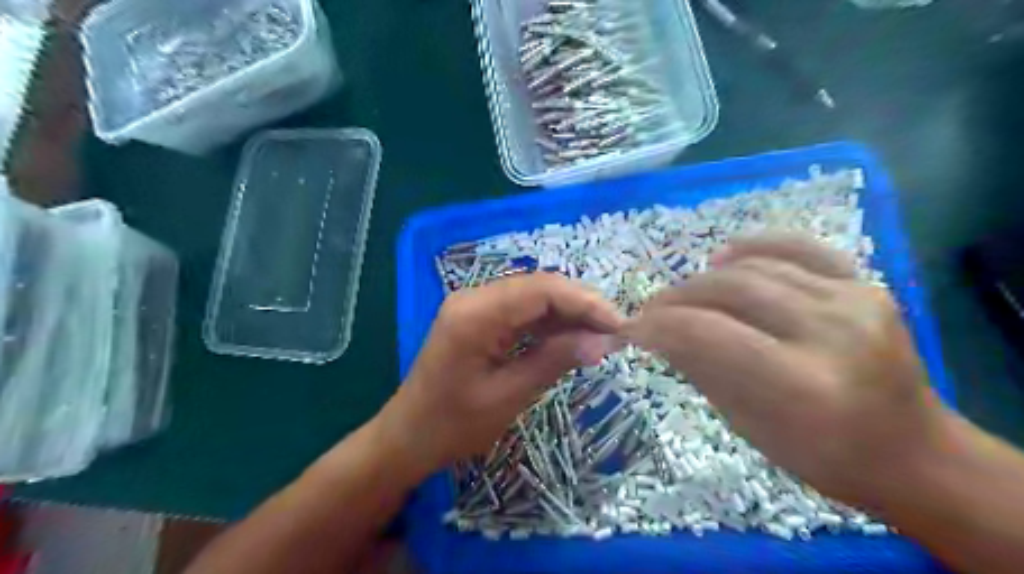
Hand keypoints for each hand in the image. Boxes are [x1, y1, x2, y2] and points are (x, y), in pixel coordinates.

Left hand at [376, 271, 618, 476]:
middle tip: (616, 332)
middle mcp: (474, 297)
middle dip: (581, 306)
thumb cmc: (453, 425)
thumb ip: (554, 360)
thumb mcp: (508, 396)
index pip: (542, 290)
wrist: (408, 437)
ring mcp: (474, 305)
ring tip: (601, 336)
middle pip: (539, 286)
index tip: (619, 325)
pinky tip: (572, 338)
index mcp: (475, 314)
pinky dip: (549, 322)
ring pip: (533, 296)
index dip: (585, 302)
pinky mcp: (479, 318)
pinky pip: (521, 311)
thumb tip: (602, 341)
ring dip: (568, 313)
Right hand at [624, 233, 952, 505]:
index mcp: (801, 385)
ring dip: (704, 277)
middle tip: (652, 311)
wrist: (910, 450)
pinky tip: (723, 256)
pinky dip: (753, 246)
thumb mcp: (747, 423)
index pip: (707, 332)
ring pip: (755, 267)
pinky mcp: (866, 284)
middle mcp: (831, 332)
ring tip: (683, 293)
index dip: (659, 324)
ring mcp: (855, 300)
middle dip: (676, 298)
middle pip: (729, 290)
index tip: (633, 328)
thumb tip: (656, 331)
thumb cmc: (820, 453)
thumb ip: (699, 367)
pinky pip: (798, 247)